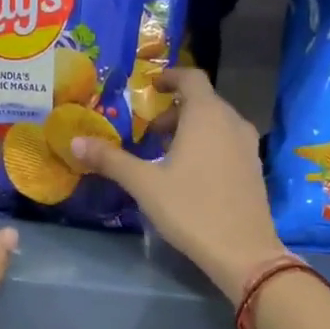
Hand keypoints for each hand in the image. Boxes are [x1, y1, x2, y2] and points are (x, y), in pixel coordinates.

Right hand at [70, 68, 287, 302]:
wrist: (243, 251)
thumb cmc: (191, 209)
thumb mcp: (144, 184)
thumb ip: (111, 159)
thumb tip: (75, 141)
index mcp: (207, 115)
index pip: (191, 77)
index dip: (169, 77)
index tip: (150, 88)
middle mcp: (232, 121)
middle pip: (203, 101)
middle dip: (173, 111)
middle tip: (148, 133)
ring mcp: (248, 145)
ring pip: (216, 123)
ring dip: (190, 129)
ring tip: (165, 154)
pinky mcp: (254, 167)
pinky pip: (227, 142)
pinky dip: (207, 144)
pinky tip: (190, 173)